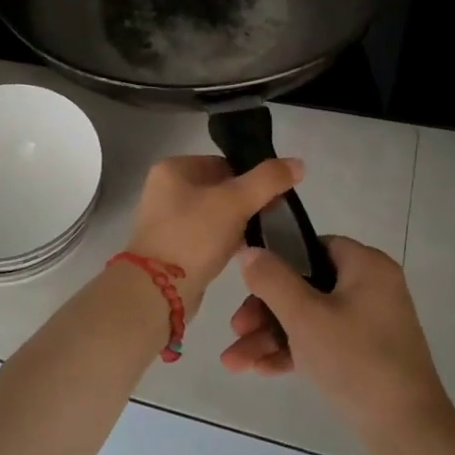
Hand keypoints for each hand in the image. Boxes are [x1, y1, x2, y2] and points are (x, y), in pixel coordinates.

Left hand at [122, 155, 302, 315]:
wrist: (157, 292)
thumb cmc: (194, 236)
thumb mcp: (235, 201)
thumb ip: (268, 180)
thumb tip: (298, 163)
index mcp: (173, 168)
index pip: (223, 163)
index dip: (251, 178)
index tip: (273, 198)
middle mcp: (164, 189)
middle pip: (218, 188)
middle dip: (245, 203)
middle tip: (268, 219)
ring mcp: (164, 220)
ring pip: (213, 214)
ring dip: (235, 224)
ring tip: (255, 238)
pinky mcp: (169, 248)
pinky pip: (204, 236)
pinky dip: (222, 241)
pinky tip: (239, 253)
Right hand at [219, 237, 453, 442]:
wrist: (407, 432)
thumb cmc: (355, 361)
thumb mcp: (305, 317)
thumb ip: (272, 279)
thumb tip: (249, 250)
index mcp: (366, 266)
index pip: (313, 247)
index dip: (278, 262)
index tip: (248, 285)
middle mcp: (372, 288)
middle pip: (307, 286)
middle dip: (265, 311)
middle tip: (236, 330)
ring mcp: (371, 324)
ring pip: (311, 318)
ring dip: (272, 336)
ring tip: (234, 362)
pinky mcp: (368, 356)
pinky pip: (324, 342)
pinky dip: (295, 352)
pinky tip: (261, 370)